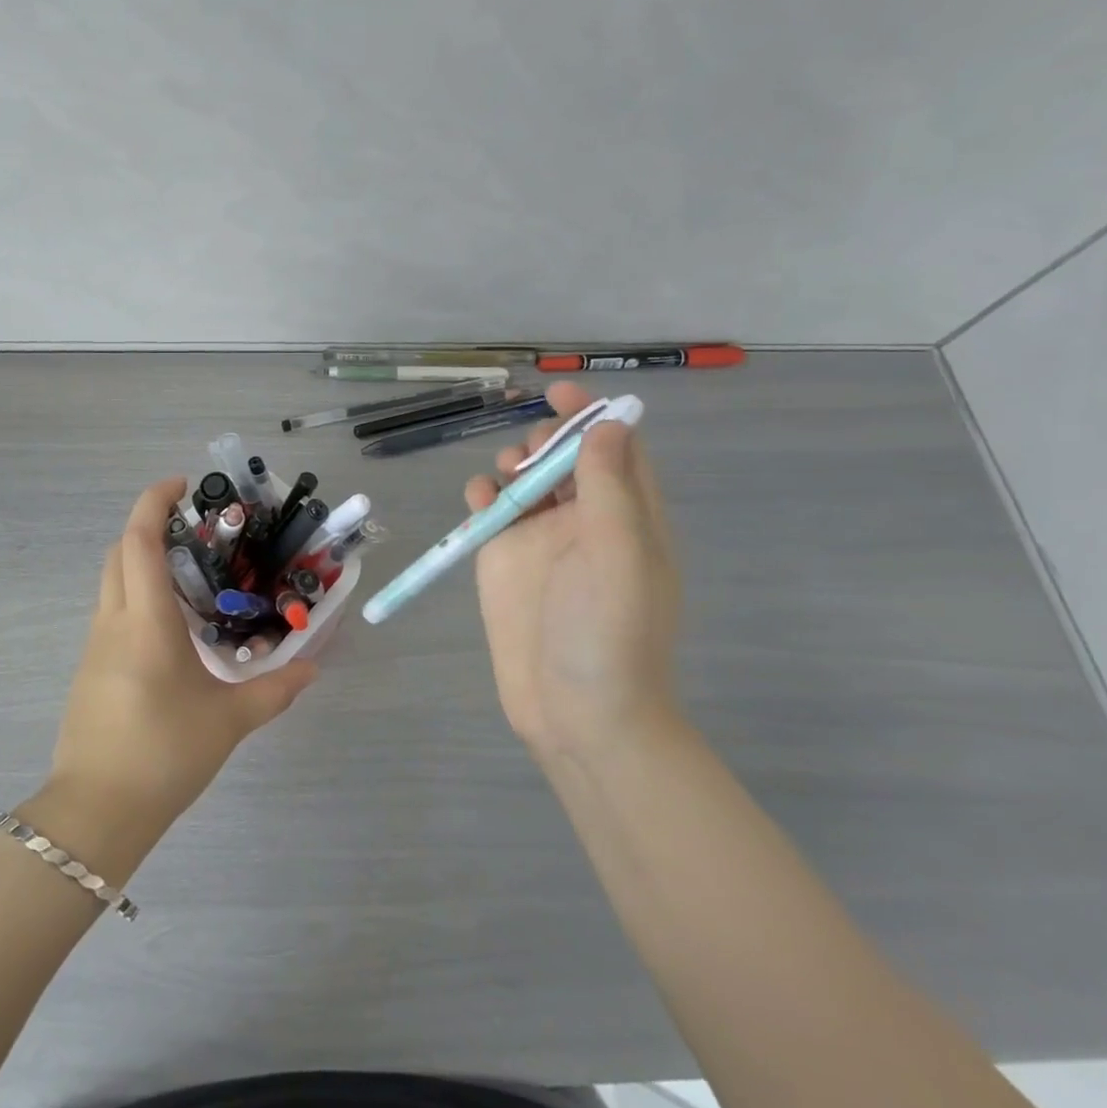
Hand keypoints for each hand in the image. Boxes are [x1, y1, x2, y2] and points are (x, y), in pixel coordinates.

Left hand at [43, 478, 317, 840]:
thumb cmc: (164, 754)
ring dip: (142, 562)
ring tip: (191, 576)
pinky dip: (136, 596)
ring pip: (112, 582)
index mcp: (145, 621)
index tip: (182, 485)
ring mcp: (95, 646)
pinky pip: (111, 612)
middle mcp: (114, 621)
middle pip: (118, 552)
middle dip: (148, 526)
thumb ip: (274, 690)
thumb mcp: (228, 721)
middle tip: (194, 528)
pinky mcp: (90, 669)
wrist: (96, 812)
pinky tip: (172, 628)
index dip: (154, 502)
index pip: (139, 541)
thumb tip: (312, 669)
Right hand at [463, 382, 681, 764]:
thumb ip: (610, 486)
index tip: (560, 394)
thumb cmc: (609, 632)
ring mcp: (542, 541)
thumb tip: (609, 424)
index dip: (592, 417)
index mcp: (628, 516)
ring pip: (524, 480)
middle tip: (529, 458)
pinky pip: (490, 513)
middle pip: (565, 459)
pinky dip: (482, 497)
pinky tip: (477, 504)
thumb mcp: (619, 553)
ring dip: (512, 465)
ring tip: (504, 481)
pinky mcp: (504, 561)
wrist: (577, 713)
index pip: (615, 449)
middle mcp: (586, 522)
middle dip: (545, 441)